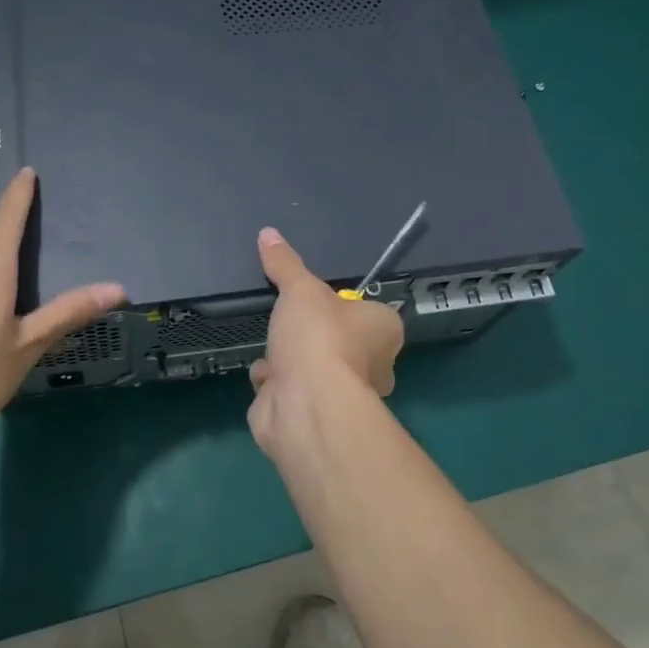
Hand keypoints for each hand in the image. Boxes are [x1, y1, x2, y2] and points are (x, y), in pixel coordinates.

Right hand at [247, 225, 402, 454]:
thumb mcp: (300, 290)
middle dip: (311, 335)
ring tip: (272, 345)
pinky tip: (264, 374)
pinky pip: (291, 390)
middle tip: (289, 321)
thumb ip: (285, 264)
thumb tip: (268, 232)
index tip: (318, 299)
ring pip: (313, 367)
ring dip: (289, 359)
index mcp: (383, 330)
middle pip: (339, 341)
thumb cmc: (319, 339)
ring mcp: (342, 395)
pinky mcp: (313, 414)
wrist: (305, 406)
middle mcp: (374, 365)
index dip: (343, 306)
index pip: (368, 311)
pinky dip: (274, 382)